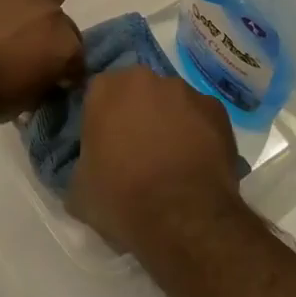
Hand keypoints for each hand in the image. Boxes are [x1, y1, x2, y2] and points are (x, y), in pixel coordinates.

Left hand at [0, 0, 83, 125]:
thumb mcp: (23, 102)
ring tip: (4, 25)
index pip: (77, 57)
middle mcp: (49, 11)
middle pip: (62, 21)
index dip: (63, 70)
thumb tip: (46, 77)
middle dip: (49, 35)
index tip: (49, 79)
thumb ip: (44, 81)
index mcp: (63, 45)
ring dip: (30, 7)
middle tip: (26, 51)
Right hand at [68, 68, 243, 255]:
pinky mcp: (217, 109)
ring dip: (168, 121)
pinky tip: (196, 162)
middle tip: (136, 150)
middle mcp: (144, 78)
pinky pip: (200, 116)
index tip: (104, 144)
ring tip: (171, 159)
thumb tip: (90, 166)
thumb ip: (81, 163)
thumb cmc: (121, 199)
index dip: (101, 118)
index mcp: (105, 89)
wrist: (183, 217)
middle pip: (136, 91)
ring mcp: (184, 91)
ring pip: (170, 101)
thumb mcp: (78, 189)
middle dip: (136, 113)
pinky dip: (198, 132)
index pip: (97, 93)